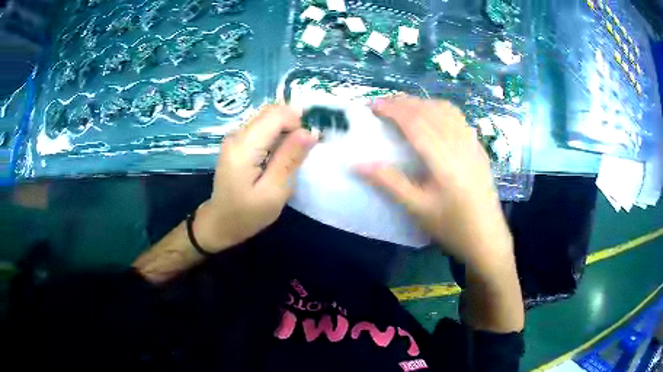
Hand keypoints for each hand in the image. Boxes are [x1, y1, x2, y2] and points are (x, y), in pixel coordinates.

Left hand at [194, 105, 317, 251]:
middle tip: (304, 150)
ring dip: (286, 129)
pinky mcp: (238, 142)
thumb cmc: (247, 214)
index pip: (276, 115)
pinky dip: (277, 134)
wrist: (220, 223)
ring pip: (268, 117)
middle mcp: (237, 135)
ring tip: (293, 154)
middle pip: (271, 112)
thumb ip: (290, 159)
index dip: (298, 122)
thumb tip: (310, 131)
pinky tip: (280, 154)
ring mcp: (235, 136)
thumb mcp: (274, 192)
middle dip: (293, 123)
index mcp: (244, 147)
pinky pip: (262, 127)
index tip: (310, 144)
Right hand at [358, 97, 513, 273]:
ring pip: (446, 110)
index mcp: (444, 160)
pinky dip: (439, 109)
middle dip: (404, 102)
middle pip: (430, 111)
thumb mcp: (417, 209)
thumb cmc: (452, 227)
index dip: (392, 109)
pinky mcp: (478, 148)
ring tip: (404, 109)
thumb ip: (389, 182)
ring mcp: (472, 144)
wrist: (487, 239)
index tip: (371, 105)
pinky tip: (432, 118)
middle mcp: (460, 144)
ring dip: (422, 103)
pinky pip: (458, 118)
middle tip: (381, 105)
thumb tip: (358, 164)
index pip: (415, 122)